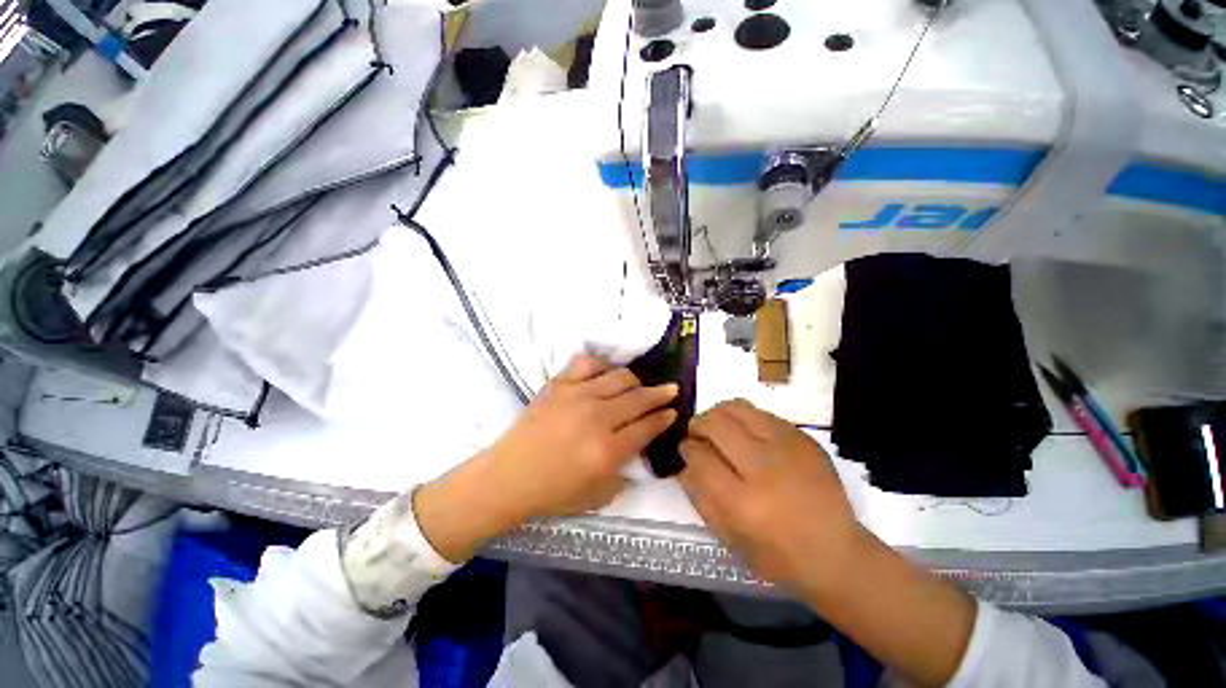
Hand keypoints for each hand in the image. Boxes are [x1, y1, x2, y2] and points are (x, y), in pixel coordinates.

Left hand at [415, 354, 677, 560]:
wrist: (508, 477)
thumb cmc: (553, 492)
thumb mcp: (598, 495)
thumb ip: (624, 471)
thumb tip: (638, 445)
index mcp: (608, 450)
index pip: (647, 426)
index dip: (664, 417)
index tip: (673, 410)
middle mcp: (597, 418)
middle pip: (639, 398)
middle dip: (660, 393)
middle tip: (669, 390)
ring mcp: (576, 396)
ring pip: (619, 377)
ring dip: (635, 380)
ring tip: (637, 385)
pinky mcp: (558, 384)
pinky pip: (587, 364)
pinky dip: (602, 365)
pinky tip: (606, 373)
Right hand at [678, 400, 865, 594]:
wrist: (838, 553)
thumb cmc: (777, 555)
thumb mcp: (728, 537)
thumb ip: (699, 497)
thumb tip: (684, 463)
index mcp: (743, 502)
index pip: (700, 456)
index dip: (686, 448)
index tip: (686, 449)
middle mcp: (764, 468)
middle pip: (716, 424)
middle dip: (698, 424)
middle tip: (698, 434)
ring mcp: (788, 448)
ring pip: (738, 408)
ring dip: (719, 414)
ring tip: (718, 427)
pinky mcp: (804, 438)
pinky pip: (761, 413)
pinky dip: (744, 418)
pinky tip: (746, 434)